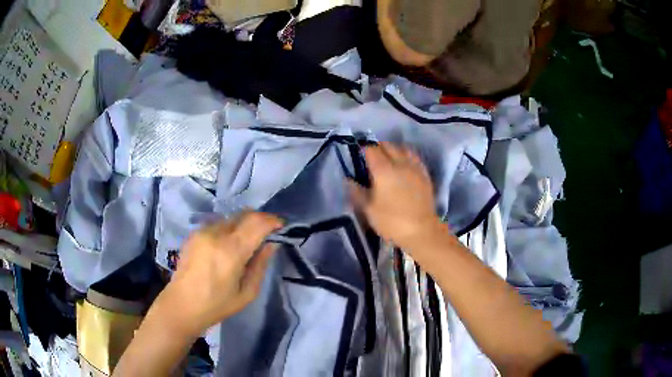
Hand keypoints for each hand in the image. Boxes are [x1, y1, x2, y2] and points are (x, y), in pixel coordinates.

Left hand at [155, 211, 282, 337]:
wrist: (182, 305)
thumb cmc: (217, 305)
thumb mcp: (247, 293)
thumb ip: (260, 265)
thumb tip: (271, 244)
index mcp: (231, 251)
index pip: (258, 223)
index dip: (273, 221)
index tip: (281, 226)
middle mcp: (216, 234)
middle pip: (245, 214)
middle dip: (260, 219)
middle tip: (268, 232)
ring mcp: (203, 231)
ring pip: (231, 218)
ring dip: (244, 224)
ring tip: (248, 240)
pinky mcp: (194, 233)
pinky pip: (218, 224)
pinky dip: (229, 228)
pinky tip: (228, 245)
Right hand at [349, 143, 441, 248]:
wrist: (421, 231)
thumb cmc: (391, 221)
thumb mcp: (369, 210)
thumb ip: (357, 192)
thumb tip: (348, 180)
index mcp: (383, 170)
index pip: (372, 150)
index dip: (364, 150)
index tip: (360, 155)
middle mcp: (399, 163)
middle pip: (388, 146)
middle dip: (379, 147)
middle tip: (372, 157)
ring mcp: (414, 168)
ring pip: (404, 149)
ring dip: (394, 149)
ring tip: (389, 158)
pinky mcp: (425, 175)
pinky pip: (415, 158)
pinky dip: (407, 156)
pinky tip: (405, 165)